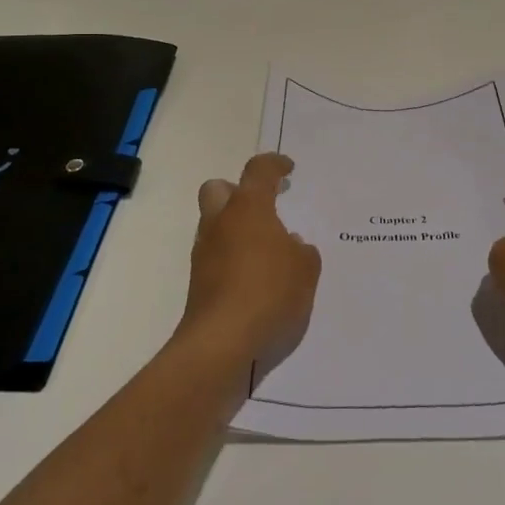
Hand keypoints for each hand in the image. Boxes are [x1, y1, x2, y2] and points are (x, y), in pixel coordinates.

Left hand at [180, 153, 320, 364]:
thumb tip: (291, 246)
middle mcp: (221, 222)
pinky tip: (254, 277)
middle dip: (237, 191)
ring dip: (234, 227)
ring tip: (265, 249)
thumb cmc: (269, 292)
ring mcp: (205, 251)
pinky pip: (215, 254)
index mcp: (249, 208)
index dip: (274, 164)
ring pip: (214, 223)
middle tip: (262, 206)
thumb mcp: (306, 270)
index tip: (287, 169)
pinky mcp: (198, 279)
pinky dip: (231, 256)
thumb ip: (302, 252)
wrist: (222, 340)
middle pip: (218, 188)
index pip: (258, 171)